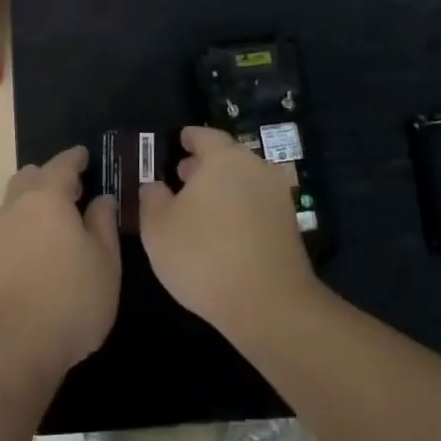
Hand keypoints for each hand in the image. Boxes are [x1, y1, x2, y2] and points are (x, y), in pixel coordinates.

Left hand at [0, 146, 120, 395]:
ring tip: (60, 217)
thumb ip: (103, 224)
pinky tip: (42, 244)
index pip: (61, 164)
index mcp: (47, 198)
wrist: (13, 348)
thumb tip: (101, 199)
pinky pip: (10, 225)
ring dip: (36, 200)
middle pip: (31, 177)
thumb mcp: (104, 262)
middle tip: (75, 188)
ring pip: (16, 200)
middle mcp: (17, 207)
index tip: (86, 155)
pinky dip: (26, 222)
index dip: (76, 158)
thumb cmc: (70, 300)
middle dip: (51, 176)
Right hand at [139, 126, 318, 342]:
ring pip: (243, 182)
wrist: (269, 304)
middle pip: (228, 158)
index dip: (189, 138)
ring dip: (222, 189)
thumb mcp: (158, 227)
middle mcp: (256, 169)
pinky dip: (237, 209)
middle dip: (204, 165)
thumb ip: (151, 198)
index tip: (178, 141)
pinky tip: (221, 231)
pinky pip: (256, 206)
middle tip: (182, 176)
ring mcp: (277, 198)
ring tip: (198, 207)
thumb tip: (154, 186)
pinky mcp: (289, 227)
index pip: (205, 135)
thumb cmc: (204, 256)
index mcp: (225, 159)